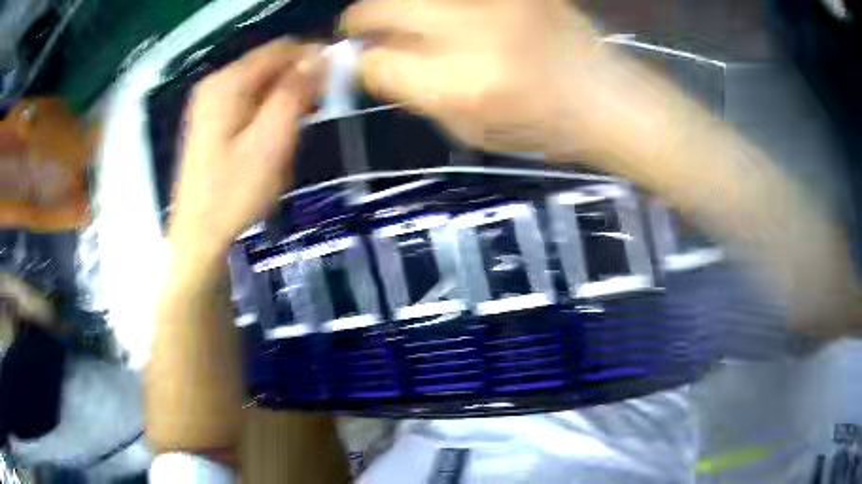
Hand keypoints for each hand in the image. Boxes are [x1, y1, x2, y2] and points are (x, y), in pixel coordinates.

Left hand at [169, 41, 322, 257]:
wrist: (199, 236)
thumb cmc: (234, 194)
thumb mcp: (270, 142)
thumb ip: (295, 93)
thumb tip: (321, 57)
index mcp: (227, 83)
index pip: (281, 49)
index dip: (313, 58)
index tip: (335, 83)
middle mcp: (216, 84)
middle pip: (270, 65)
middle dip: (298, 83)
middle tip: (314, 115)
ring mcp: (212, 103)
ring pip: (262, 85)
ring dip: (285, 102)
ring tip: (292, 136)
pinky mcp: (213, 122)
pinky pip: (250, 103)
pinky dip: (269, 114)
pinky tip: (275, 140)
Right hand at [342, 0, 637, 154]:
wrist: (603, 96)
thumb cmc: (539, 127)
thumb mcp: (469, 131)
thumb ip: (417, 94)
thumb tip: (379, 64)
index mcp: (459, 85)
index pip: (376, 62)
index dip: (360, 64)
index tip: (363, 63)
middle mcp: (471, 33)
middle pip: (380, 8)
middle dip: (361, 20)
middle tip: (366, 29)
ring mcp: (494, 3)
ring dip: (400, 8)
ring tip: (411, 24)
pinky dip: (441, 8)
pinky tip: (451, 20)